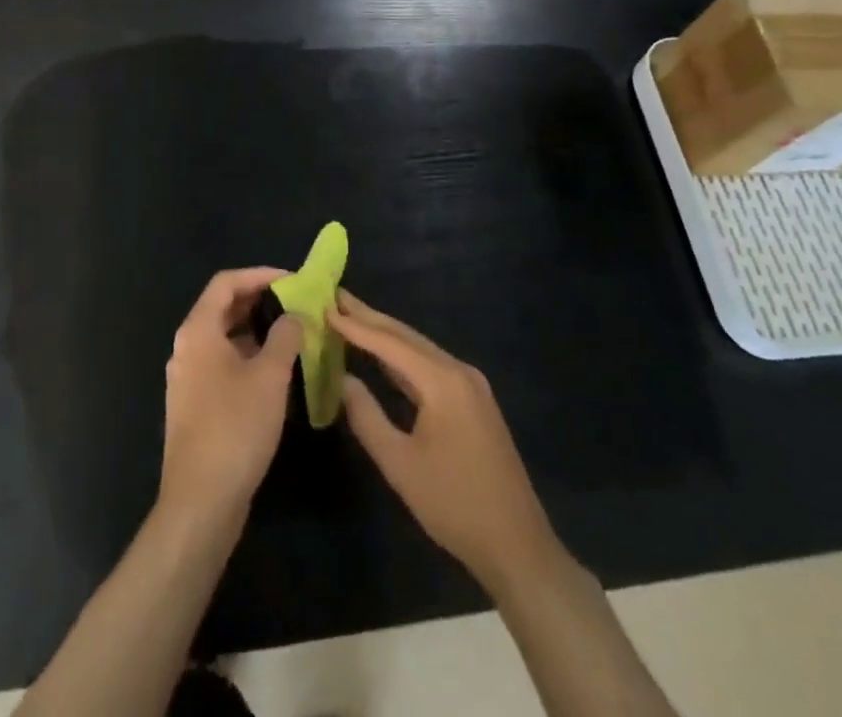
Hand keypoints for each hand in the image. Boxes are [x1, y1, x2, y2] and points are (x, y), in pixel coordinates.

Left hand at [159, 268, 303, 525]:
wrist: (201, 502)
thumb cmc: (236, 428)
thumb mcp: (270, 376)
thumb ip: (284, 336)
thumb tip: (293, 315)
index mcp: (198, 331)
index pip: (226, 282)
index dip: (260, 275)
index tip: (292, 280)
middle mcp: (186, 348)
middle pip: (223, 308)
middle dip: (260, 302)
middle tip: (296, 305)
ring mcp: (187, 378)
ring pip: (224, 338)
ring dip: (256, 331)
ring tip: (291, 336)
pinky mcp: (194, 405)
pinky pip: (222, 364)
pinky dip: (247, 357)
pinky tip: (274, 373)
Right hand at [331, 291, 562, 596]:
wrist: (517, 545)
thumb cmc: (454, 505)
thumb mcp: (400, 464)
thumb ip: (366, 417)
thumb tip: (342, 380)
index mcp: (443, 381)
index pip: (390, 344)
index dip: (355, 325)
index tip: (325, 305)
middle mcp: (459, 371)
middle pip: (406, 336)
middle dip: (370, 317)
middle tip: (336, 297)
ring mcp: (470, 384)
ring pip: (419, 349)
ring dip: (386, 335)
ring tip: (352, 317)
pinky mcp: (474, 400)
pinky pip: (431, 366)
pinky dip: (403, 357)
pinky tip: (384, 356)